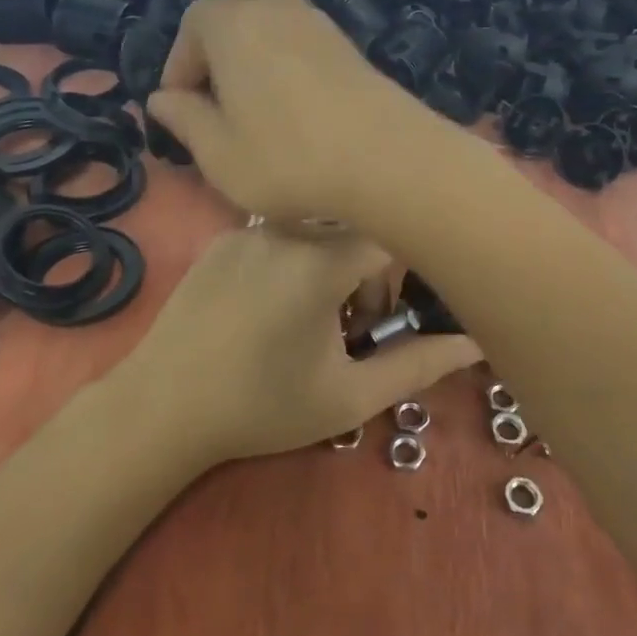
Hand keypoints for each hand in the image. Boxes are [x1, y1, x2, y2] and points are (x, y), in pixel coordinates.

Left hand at [112, 227, 479, 462]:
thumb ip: (419, 366)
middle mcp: (286, 226)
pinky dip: (291, 258)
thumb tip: (475, 344)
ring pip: (315, 227)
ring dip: (327, 263)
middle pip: (353, 228)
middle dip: (364, 272)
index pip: (389, 235)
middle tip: (345, 327)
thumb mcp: (348, 396)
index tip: (378, 321)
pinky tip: (267, 306)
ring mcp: (248, 227)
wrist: (161, 409)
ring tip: (307, 316)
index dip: (396, 277)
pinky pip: (277, 231)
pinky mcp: (221, 237)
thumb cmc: (261, 407)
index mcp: (320, 259)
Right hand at [146, 0, 450, 224]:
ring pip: (288, 4)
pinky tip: (293, 100)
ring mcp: (325, 28)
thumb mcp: (220, 155)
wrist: (389, 162)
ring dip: (265, 34)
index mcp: (236, 27)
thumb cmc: (289, 158)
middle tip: (222, 59)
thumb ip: (186, 120)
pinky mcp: (355, 52)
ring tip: (256, 91)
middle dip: (231, 8)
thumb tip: (163, 99)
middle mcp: (281, 12)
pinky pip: (312, 35)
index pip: (195, 21)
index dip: (180, 60)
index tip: (180, 103)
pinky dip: (293, 52)